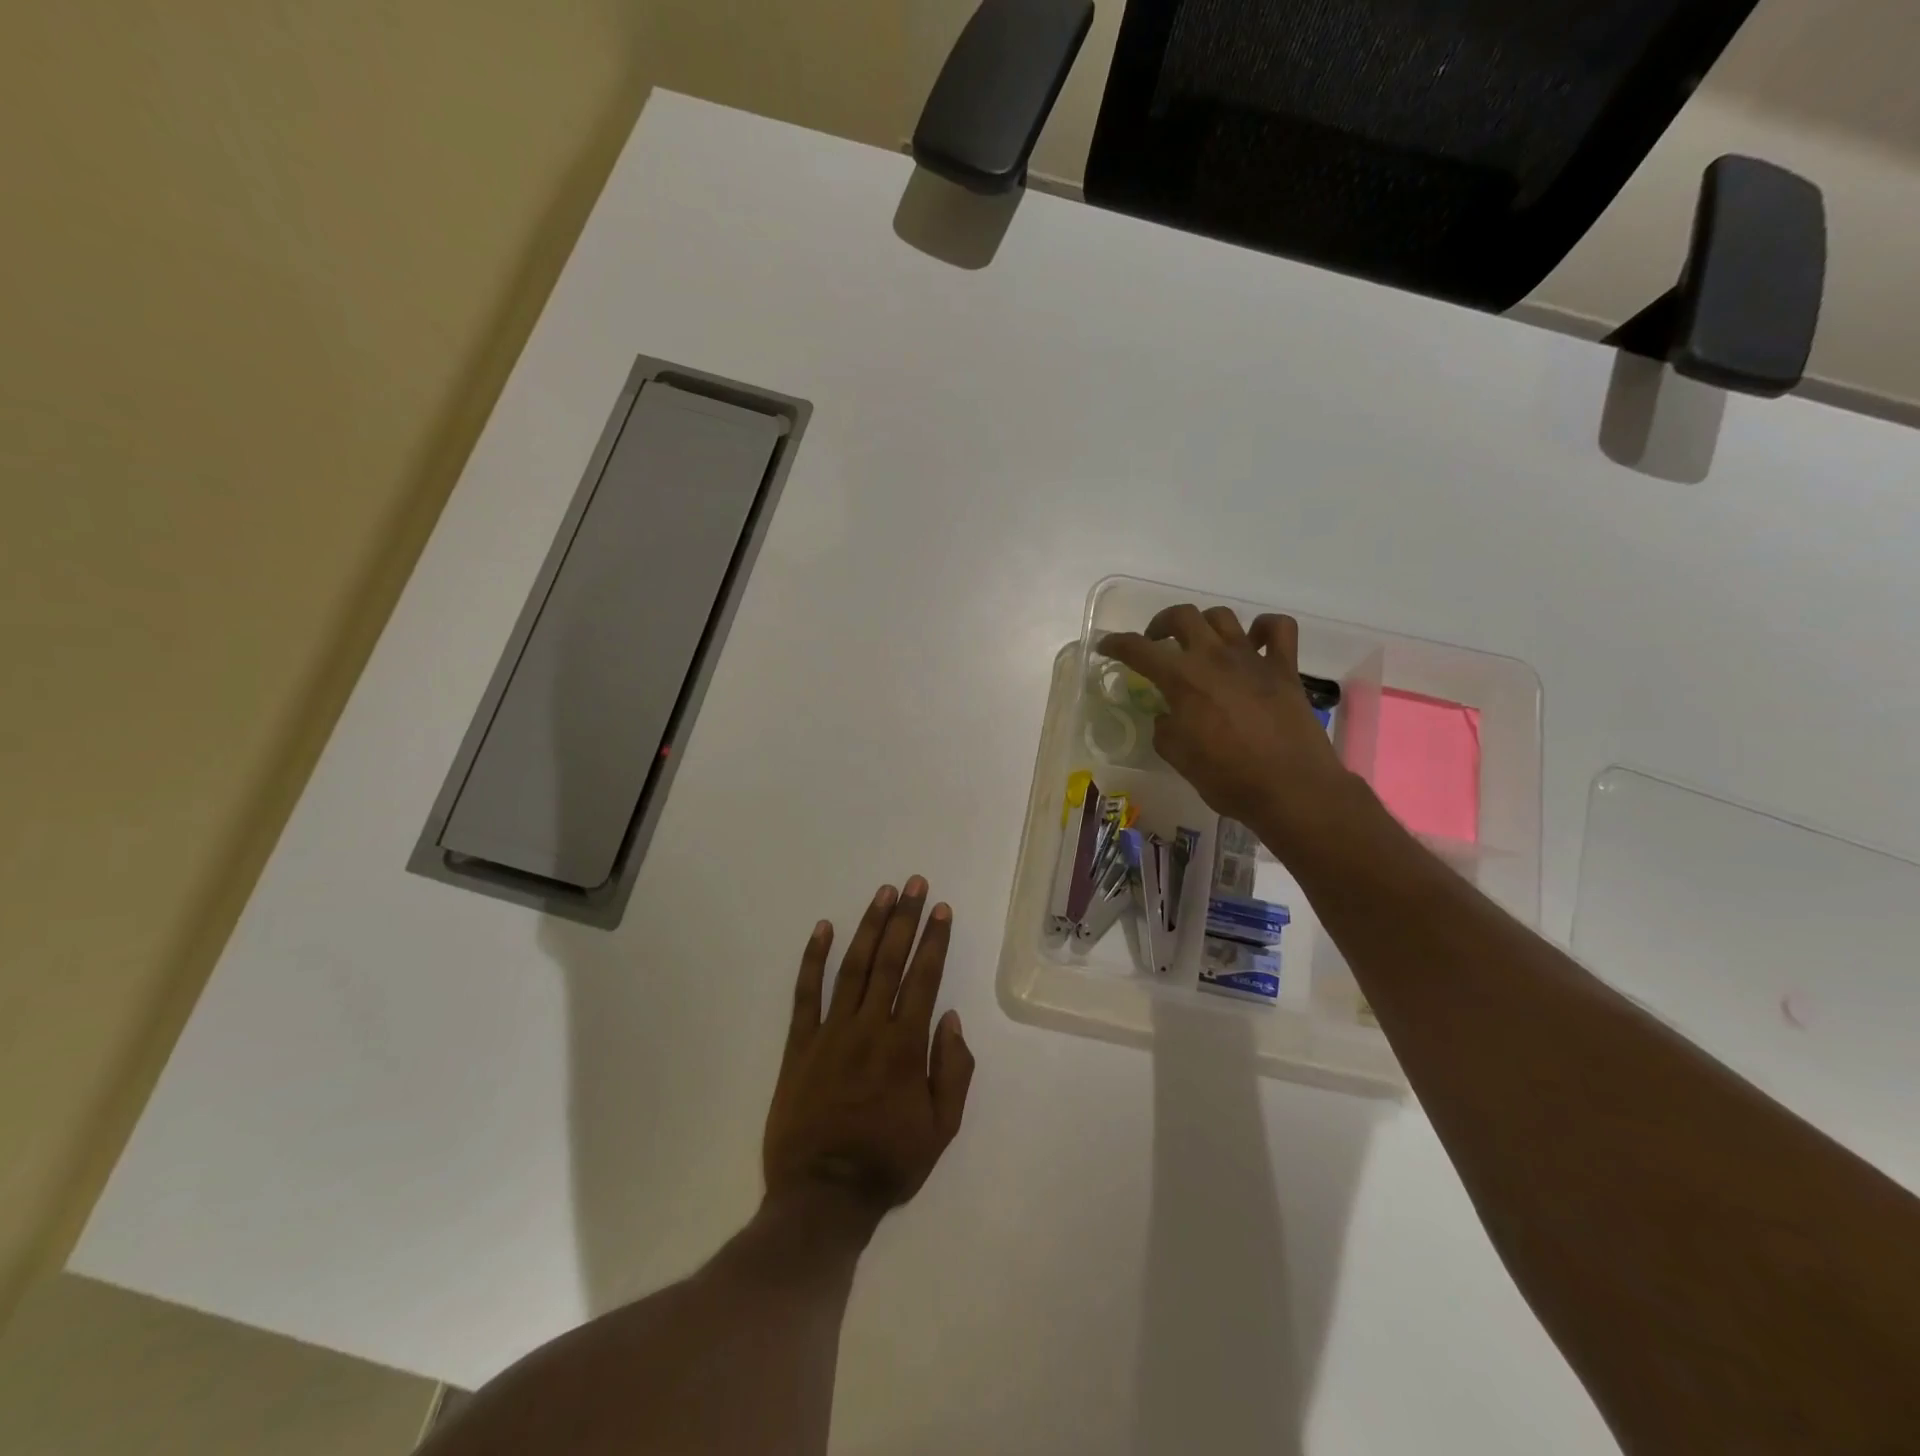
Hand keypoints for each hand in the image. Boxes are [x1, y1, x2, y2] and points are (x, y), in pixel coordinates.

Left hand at [763, 879, 974, 1226]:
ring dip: (869, 926)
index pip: (924, 978)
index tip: (940, 909)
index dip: (934, 940)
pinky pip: (806, 993)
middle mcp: (869, 1028)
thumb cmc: (889, 1162)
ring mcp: (830, 1032)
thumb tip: (949, 1017)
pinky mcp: (799, 1044)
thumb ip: (952, 1070)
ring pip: (853, 967)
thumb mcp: (941, 1129)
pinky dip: (813, 958)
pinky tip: (823, 928)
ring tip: (882, 893)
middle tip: (914, 883)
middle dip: (905, 918)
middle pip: (890, 961)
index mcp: (905, 1046)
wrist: (822, 1196)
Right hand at [1100, 606, 1355, 850]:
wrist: (1290, 788)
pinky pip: (1278, 629)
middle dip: (1161, 624)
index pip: (1139, 649)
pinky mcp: (1285, 668)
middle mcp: (1214, 658)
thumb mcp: (1178, 757)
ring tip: (1200, 643)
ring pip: (1223, 616)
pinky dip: (1264, 628)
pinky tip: (1255, 642)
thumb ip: (1165, 729)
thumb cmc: (1227, 778)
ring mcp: (1252, 658)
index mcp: (1182, 679)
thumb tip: (1167, 716)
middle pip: (1182, 616)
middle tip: (1156, 642)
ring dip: (1204, 624)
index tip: (1106, 646)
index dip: (1117, 644)